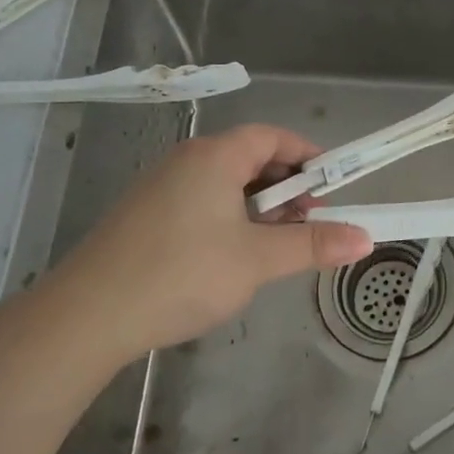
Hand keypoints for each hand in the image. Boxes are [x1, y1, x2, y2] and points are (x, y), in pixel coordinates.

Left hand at [38, 124, 371, 366]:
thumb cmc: (181, 274)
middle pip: (250, 158)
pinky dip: (231, 219)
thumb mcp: (257, 259)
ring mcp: (162, 188)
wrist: (88, 317)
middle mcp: (187, 161)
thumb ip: (313, 244)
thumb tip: (366, 238)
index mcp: (214, 156)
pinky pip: (203, 202)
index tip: (333, 187)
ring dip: (260, 207)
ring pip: (226, 184)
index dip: (307, 156)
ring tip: (276, 245)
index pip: (272, 136)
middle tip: (309, 222)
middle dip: (287, 186)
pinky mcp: (147, 216)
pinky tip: (234, 258)